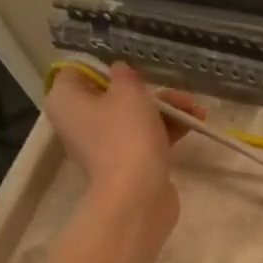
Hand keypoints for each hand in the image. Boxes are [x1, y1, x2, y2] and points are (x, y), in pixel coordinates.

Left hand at [45, 63, 200, 240]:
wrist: (138, 194)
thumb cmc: (126, 135)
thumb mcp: (129, 93)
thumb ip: (125, 75)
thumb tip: (121, 72)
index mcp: (66, 100)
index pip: (79, 72)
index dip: (107, 68)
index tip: (135, 72)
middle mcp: (79, 122)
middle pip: (113, 97)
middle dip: (150, 93)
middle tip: (179, 95)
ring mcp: (103, 145)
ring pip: (135, 118)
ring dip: (166, 111)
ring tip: (197, 111)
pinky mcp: (126, 164)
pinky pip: (145, 138)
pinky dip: (166, 130)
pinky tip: (194, 124)